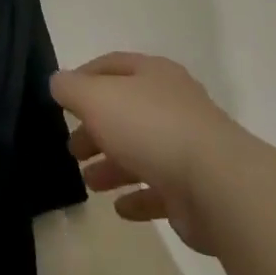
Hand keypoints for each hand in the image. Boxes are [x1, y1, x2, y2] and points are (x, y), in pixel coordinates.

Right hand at [51, 53, 237, 252]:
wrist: (217, 185)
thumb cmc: (150, 128)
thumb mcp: (96, 98)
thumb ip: (71, 88)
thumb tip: (58, 82)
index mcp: (154, 74)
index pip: (113, 65)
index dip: (84, 77)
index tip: (60, 99)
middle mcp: (173, 105)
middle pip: (125, 111)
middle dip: (95, 128)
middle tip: (72, 149)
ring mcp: (187, 147)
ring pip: (141, 152)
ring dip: (112, 165)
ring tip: (89, 182)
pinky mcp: (195, 189)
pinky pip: (160, 191)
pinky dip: (138, 197)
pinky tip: (120, 208)